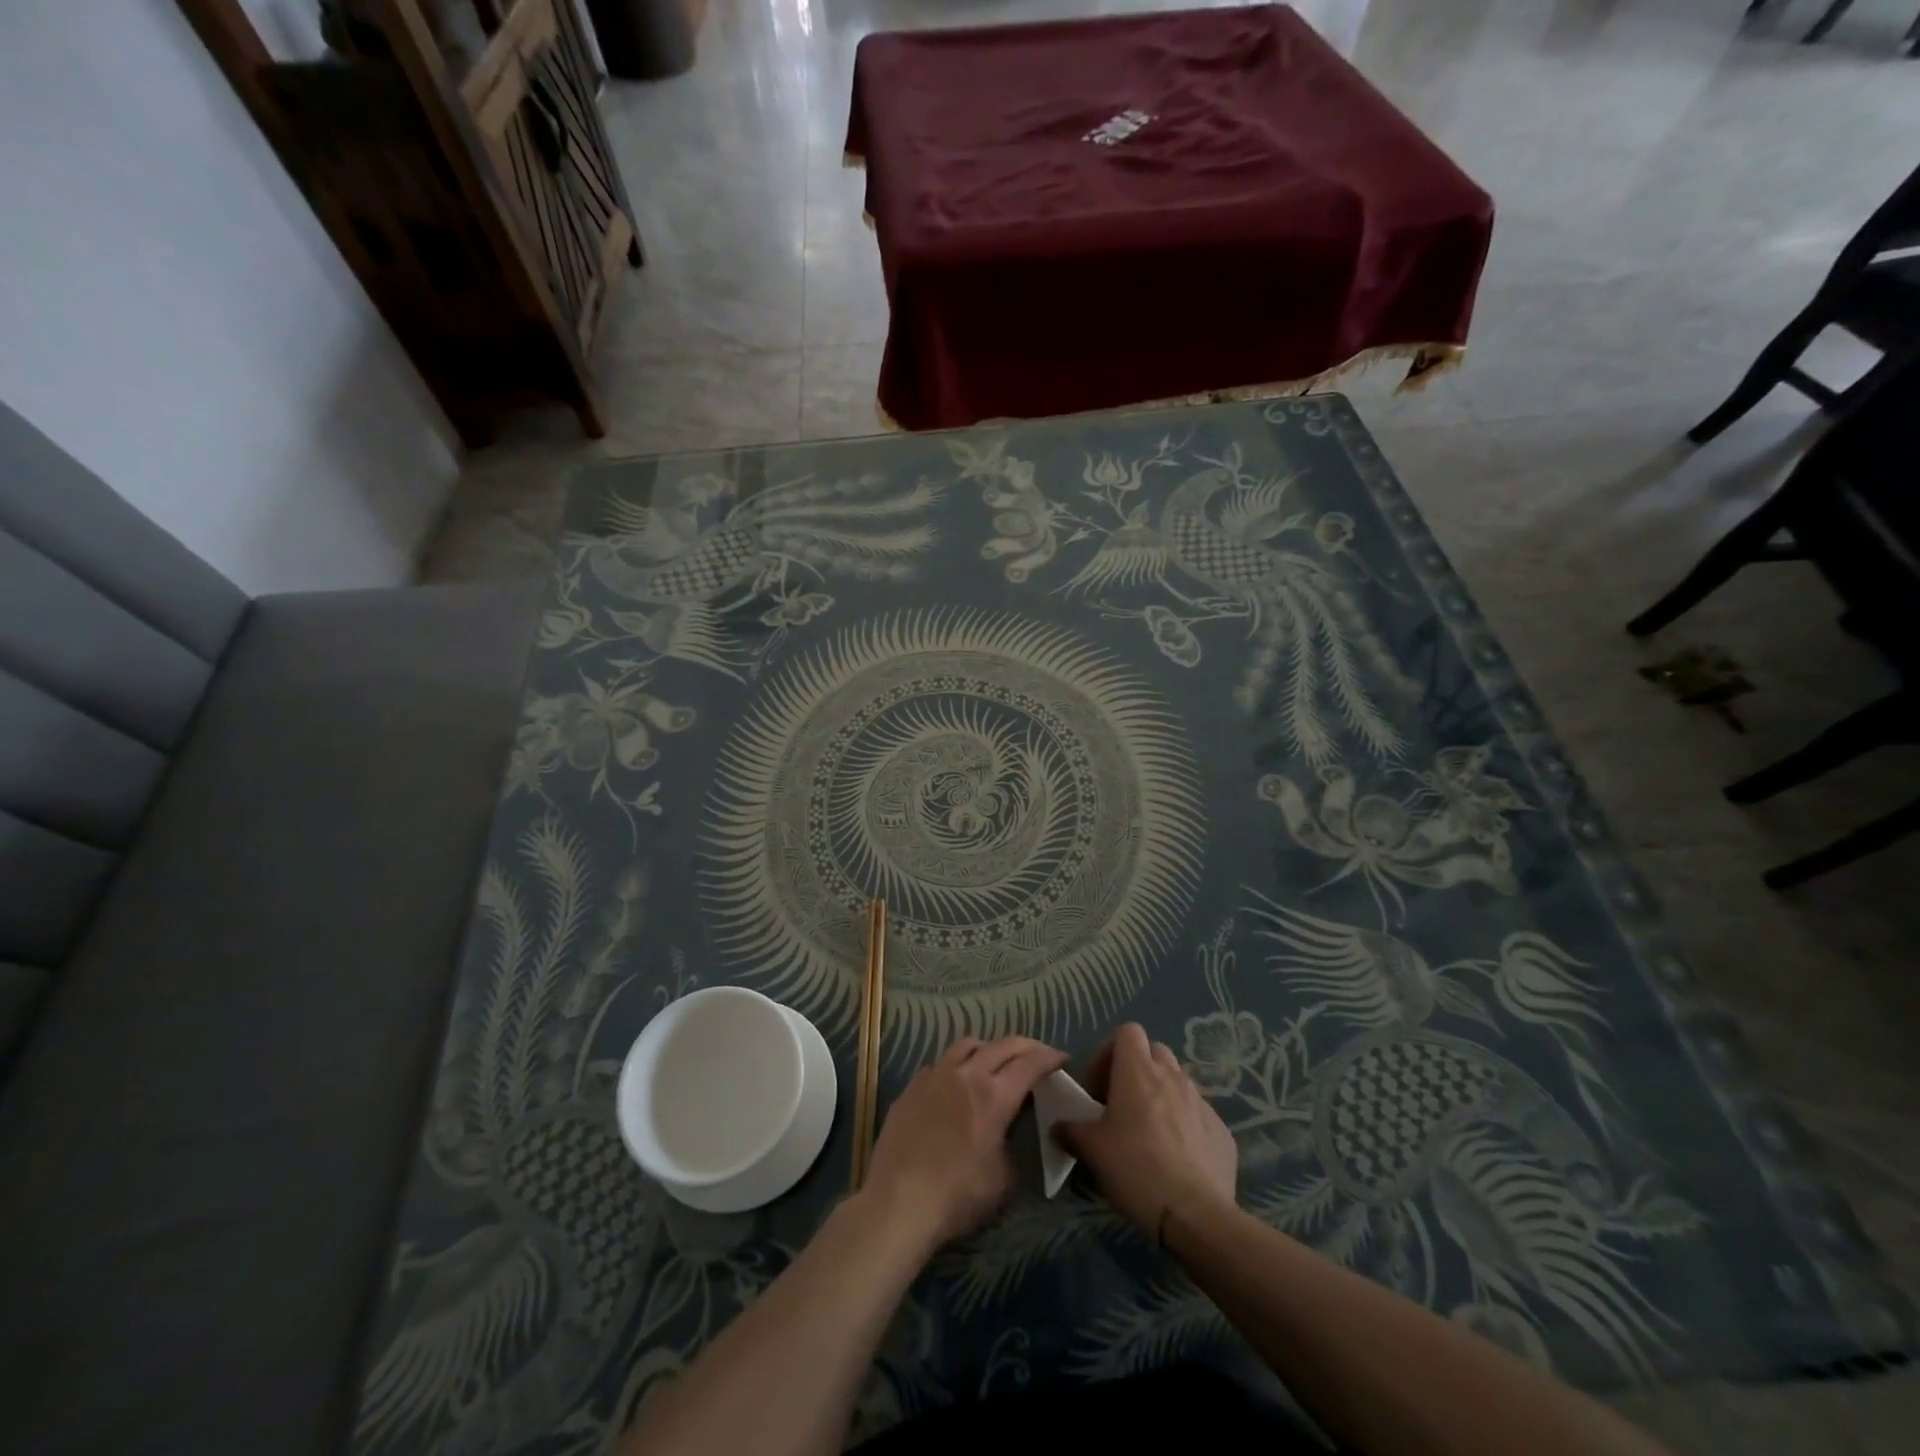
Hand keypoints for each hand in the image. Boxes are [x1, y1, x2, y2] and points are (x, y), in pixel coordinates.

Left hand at [863, 1036, 1068, 1251]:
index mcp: (994, 1096)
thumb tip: (1009, 1128)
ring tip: (995, 1063)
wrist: (898, 1202)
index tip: (1062, 1058)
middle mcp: (966, 1074)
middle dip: (1026, 1047)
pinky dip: (957, 1065)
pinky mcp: (912, 1086)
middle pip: (1002, 1045)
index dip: (1050, 1057)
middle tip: (1038, 1056)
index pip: (1030, 1063)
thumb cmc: (957, 1196)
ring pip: (967, 1044)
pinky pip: (940, 1062)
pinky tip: (956, 1084)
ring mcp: (935, 1075)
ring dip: (989, 1049)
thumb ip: (1012, 1142)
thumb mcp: (1003, 1179)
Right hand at [1053, 1023, 1236, 1237]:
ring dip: (1162, 1094)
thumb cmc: (1135, 1169)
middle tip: (1123, 1104)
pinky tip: (1177, 1156)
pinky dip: (1185, 1123)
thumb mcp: (1092, 1150)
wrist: (1195, 1214)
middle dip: (1138, 1069)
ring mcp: (1201, 1101)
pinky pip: (1198, 1113)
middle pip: (1155, 1051)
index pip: (1128, 1031)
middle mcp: (1172, 1076)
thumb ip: (1071, 1131)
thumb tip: (1058, 1126)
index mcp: (1138, 1071)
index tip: (1100, 1086)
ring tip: (1150, 1131)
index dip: (1111, 1051)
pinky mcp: (1221, 1130)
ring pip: (1178, 1081)